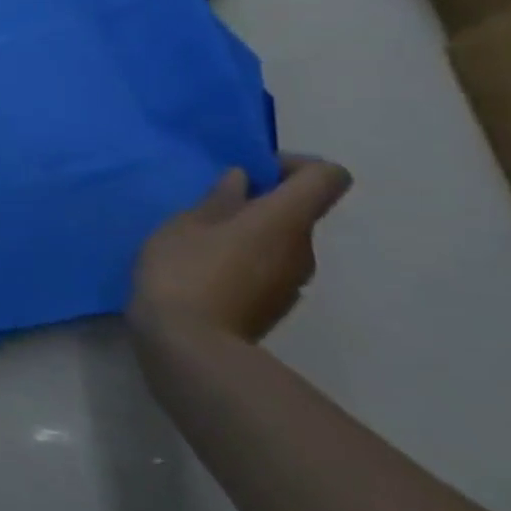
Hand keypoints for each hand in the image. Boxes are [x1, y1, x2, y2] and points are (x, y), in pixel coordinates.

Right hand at [129, 155, 352, 341]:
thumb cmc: (184, 271)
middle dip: (259, 200)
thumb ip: (217, 200)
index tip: (252, 171)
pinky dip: (242, 258)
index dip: (294, 165)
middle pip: (298, 210)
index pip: (326, 177)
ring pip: (279, 240)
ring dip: (247, 231)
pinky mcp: (274, 305)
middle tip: (207, 204)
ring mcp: (292, 282)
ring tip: (196, 238)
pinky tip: (200, 269)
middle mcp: (302, 249)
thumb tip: (243, 181)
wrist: (189, 345)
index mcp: (284, 220)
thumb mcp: (185, 224)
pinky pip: (266, 266)